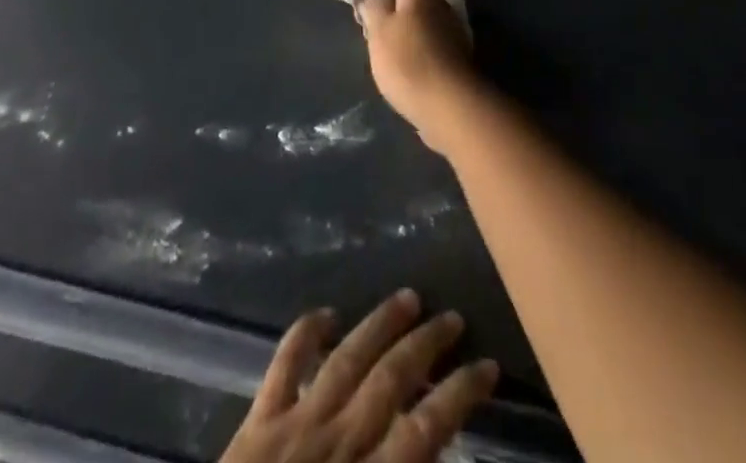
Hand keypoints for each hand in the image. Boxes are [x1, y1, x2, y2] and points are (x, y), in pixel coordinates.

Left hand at [220, 290, 498, 462]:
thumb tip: (436, 451)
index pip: (426, 429)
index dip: (461, 394)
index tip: (488, 366)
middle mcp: (337, 444)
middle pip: (391, 381)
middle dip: (427, 345)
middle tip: (454, 318)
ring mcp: (295, 427)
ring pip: (347, 360)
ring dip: (380, 326)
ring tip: (409, 297)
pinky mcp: (257, 423)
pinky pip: (283, 366)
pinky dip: (304, 334)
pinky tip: (326, 313)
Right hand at [358, 0, 482, 153]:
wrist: (449, 107)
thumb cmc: (408, 61)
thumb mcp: (379, 30)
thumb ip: (373, 4)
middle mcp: (440, 4)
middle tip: (370, 9)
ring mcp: (450, 30)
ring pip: (422, 16)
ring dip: (404, 23)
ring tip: (381, 37)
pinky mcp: (454, 57)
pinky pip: (429, 39)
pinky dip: (414, 43)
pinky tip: (400, 59)